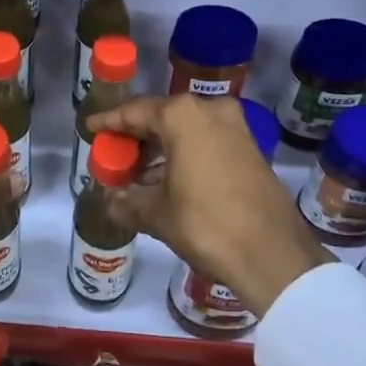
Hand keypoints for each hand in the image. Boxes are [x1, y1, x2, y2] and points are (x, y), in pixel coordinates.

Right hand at [88, 95, 330, 316]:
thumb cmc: (207, 224)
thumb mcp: (157, 215)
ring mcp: (235, 127)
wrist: (274, 255)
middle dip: (136, 138)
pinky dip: (185, 155)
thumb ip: (127, 202)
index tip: (91, 127)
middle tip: (114, 156)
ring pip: (186, 130)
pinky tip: (168, 181)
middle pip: (161, 117)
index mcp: (183, 115)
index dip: (110, 122)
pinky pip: (206, 142)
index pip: (135, 112)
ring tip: (137, 174)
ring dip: (161, 149)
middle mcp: (210, 111)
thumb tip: (110, 201)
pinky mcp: (250, 148)